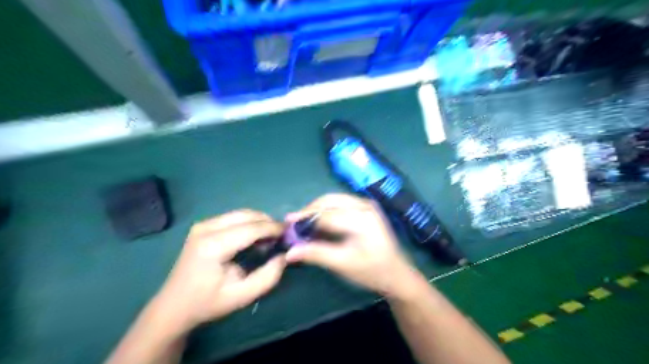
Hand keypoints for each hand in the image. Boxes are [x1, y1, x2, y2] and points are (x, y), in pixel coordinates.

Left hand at [152, 211, 285, 335]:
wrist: (174, 305)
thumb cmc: (208, 303)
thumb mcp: (243, 296)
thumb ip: (268, 276)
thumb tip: (284, 255)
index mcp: (213, 245)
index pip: (252, 228)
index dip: (274, 229)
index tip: (290, 234)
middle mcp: (206, 228)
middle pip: (247, 215)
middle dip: (268, 223)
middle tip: (282, 237)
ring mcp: (203, 224)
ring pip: (241, 213)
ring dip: (259, 222)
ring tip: (270, 238)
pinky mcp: (203, 225)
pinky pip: (234, 217)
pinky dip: (249, 224)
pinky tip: (254, 237)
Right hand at [285, 194, 420, 297]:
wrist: (397, 274)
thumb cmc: (372, 271)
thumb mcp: (343, 264)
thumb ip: (316, 254)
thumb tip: (289, 252)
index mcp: (362, 218)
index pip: (326, 215)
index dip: (305, 221)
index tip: (287, 227)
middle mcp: (364, 205)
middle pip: (329, 201)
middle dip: (309, 211)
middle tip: (292, 224)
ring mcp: (366, 204)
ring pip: (333, 200)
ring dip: (316, 210)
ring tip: (302, 224)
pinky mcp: (365, 208)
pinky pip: (340, 204)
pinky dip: (325, 211)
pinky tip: (317, 223)